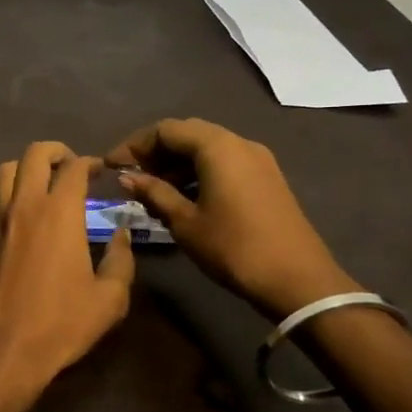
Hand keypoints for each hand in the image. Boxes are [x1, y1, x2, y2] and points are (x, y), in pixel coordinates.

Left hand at [0, 142, 134, 390]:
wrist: (3, 346)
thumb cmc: (61, 322)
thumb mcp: (110, 298)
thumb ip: (121, 260)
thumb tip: (122, 234)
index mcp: (59, 212)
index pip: (73, 168)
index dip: (90, 162)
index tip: (101, 170)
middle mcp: (25, 205)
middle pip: (34, 155)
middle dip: (56, 151)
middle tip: (72, 165)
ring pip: (5, 170)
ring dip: (26, 166)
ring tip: (43, 181)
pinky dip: (8, 191)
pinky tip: (22, 211)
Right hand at [105, 118, 355, 317]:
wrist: (298, 281)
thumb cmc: (234, 248)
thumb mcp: (185, 222)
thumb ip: (154, 193)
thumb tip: (127, 177)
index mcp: (217, 147)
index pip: (165, 130)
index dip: (134, 145)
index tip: (112, 166)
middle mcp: (239, 143)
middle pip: (187, 133)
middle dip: (155, 151)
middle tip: (132, 177)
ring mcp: (257, 159)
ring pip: (206, 148)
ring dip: (176, 163)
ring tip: (154, 191)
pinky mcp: (266, 177)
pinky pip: (224, 161)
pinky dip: (198, 171)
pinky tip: (184, 197)